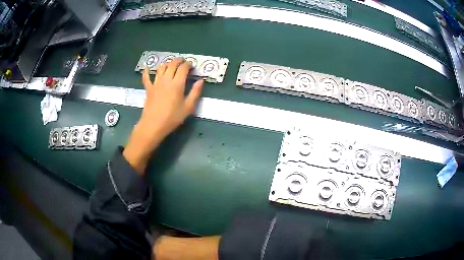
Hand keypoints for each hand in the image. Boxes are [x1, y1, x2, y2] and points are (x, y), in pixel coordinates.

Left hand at [123, 58, 203, 173]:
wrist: (153, 125)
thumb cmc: (172, 118)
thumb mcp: (188, 107)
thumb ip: (195, 92)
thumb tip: (201, 81)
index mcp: (177, 83)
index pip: (183, 68)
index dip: (188, 64)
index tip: (191, 65)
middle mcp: (166, 79)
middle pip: (172, 64)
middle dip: (178, 60)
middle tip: (183, 61)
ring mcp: (156, 83)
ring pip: (161, 67)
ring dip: (167, 63)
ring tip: (171, 63)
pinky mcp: (148, 88)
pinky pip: (146, 77)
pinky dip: (146, 71)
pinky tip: (145, 66)